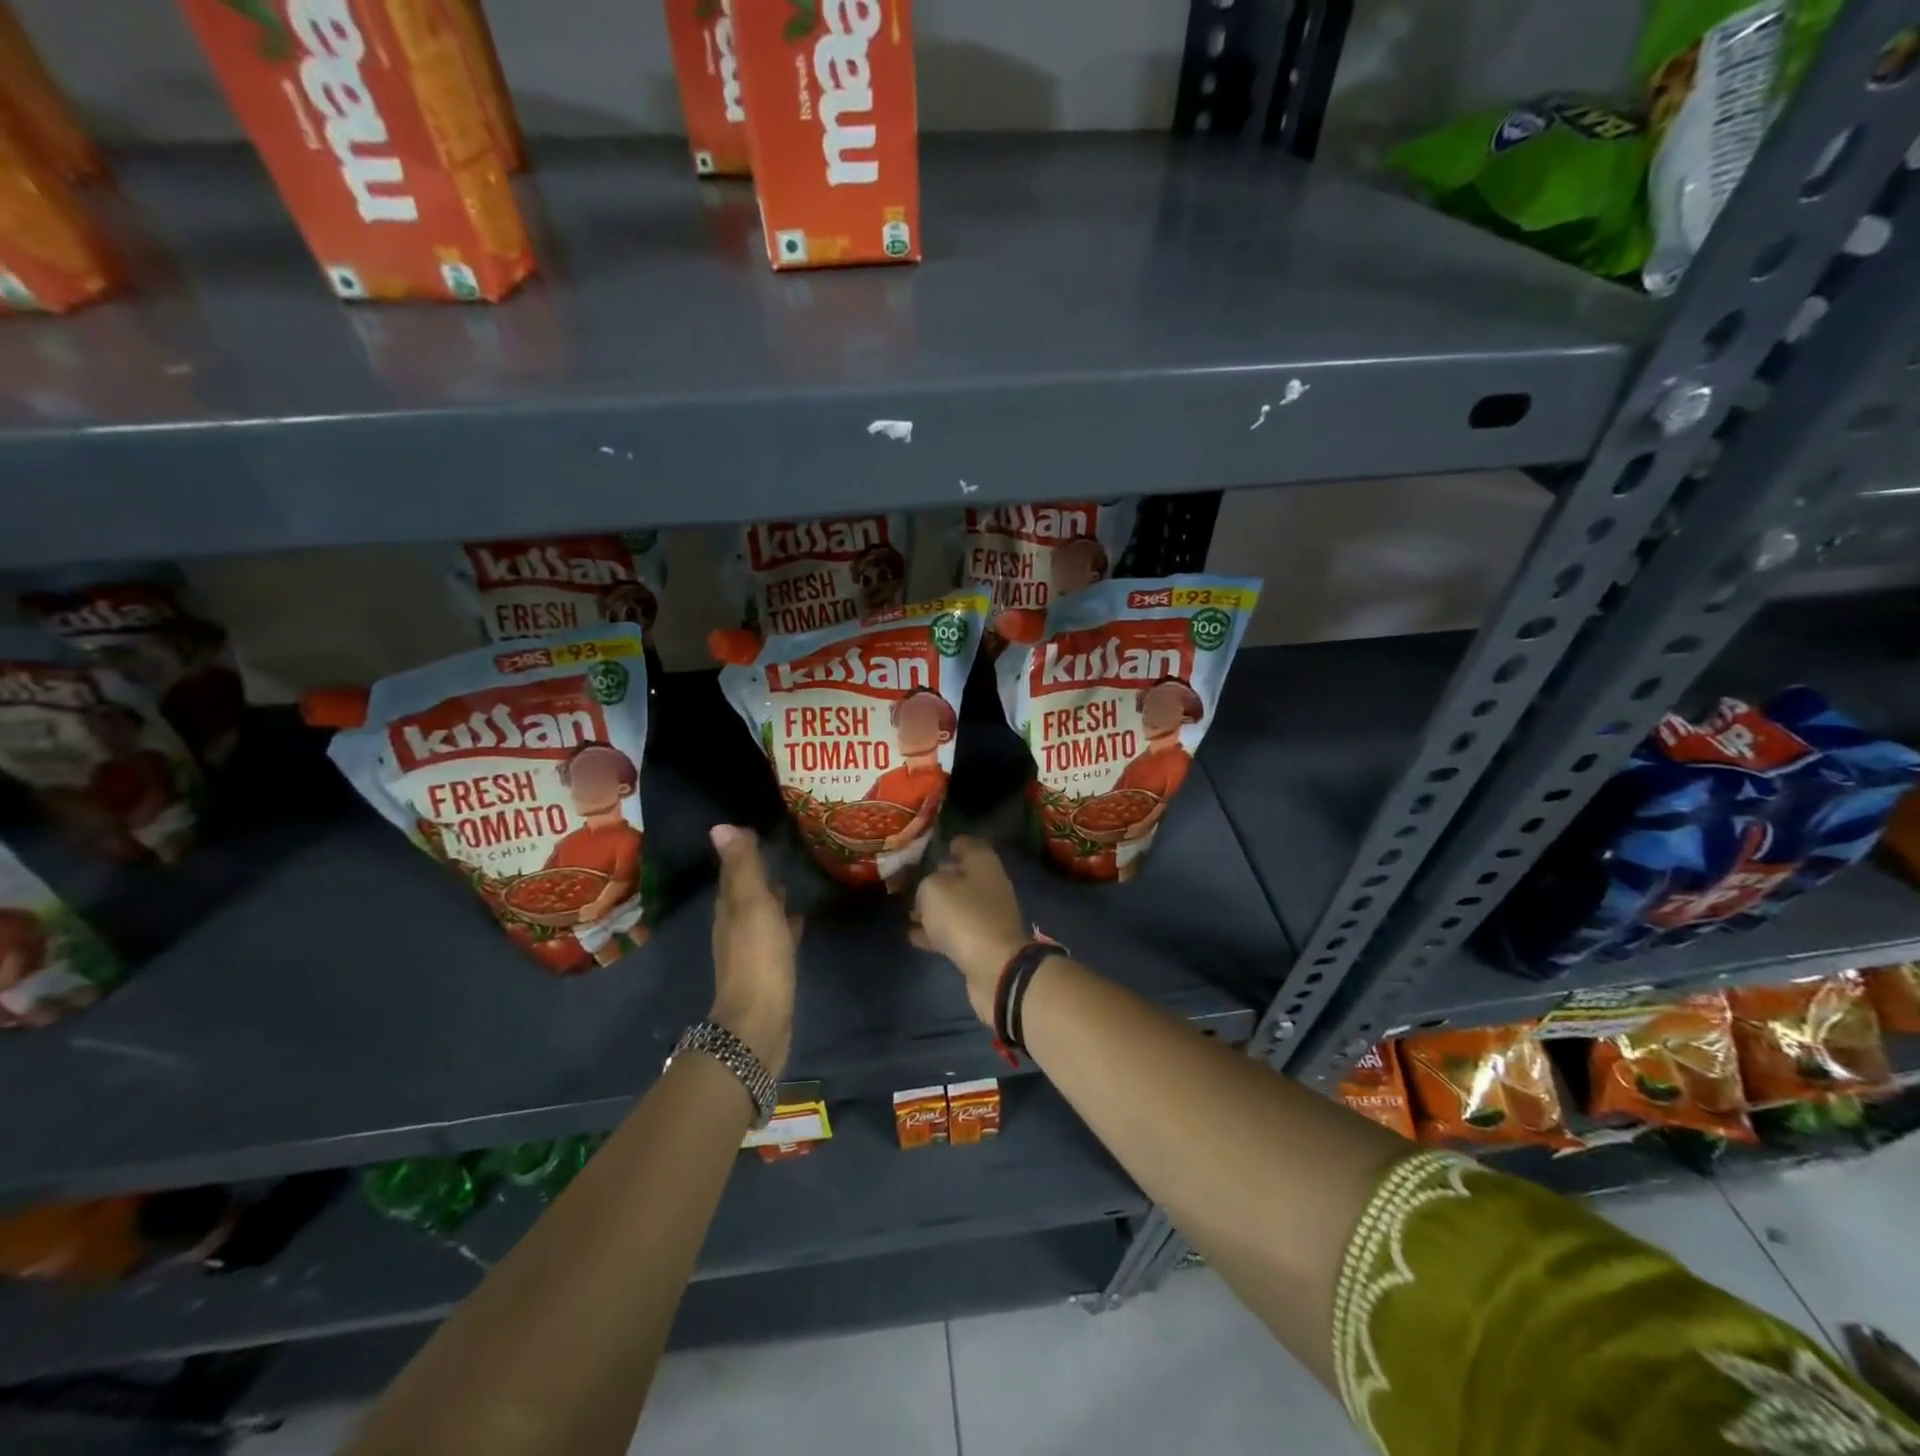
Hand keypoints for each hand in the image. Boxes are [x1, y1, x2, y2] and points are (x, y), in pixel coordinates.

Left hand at [708, 825, 800, 1075]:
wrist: (760, 1021)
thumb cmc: (758, 957)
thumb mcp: (752, 905)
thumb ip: (742, 868)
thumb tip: (721, 826)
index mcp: (730, 908)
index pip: (735, 871)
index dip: (745, 851)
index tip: (762, 829)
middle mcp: (735, 925)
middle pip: (746, 891)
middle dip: (759, 872)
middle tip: (782, 849)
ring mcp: (752, 948)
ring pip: (762, 912)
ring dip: (773, 897)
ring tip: (794, 879)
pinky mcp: (769, 967)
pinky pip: (777, 934)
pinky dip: (785, 921)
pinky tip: (800, 919)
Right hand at [910, 837, 1028, 1024]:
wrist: (995, 966)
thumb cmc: (964, 915)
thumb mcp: (933, 889)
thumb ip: (926, 883)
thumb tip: (929, 889)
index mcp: (983, 863)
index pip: (967, 844)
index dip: (949, 844)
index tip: (928, 849)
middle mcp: (990, 884)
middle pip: (962, 876)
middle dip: (938, 879)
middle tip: (911, 883)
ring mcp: (988, 915)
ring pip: (957, 905)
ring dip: (935, 909)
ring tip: (908, 912)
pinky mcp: (983, 942)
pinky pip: (955, 931)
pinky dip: (936, 932)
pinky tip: (913, 935)